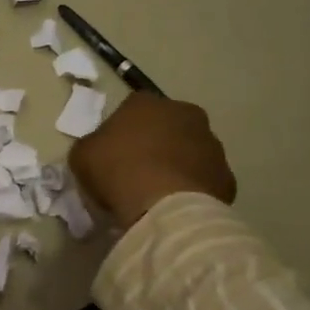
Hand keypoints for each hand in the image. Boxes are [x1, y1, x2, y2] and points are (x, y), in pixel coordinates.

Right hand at [69, 92, 237, 227]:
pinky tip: (178, 205)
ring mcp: (211, 144)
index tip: (114, 152)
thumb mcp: (83, 155)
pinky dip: (194, 188)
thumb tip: (101, 150)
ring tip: (160, 192)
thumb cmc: (117, 172)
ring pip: (191, 150)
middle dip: (156, 142)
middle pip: (167, 125)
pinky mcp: (226, 175)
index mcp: (147, 103)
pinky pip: (205, 179)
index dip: (123, 130)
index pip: (133, 108)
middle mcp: (185, 113)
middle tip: (138, 170)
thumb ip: (93, 145)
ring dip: (178, 163)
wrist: (163, 206)